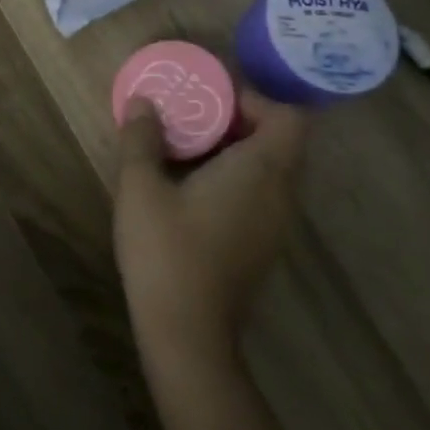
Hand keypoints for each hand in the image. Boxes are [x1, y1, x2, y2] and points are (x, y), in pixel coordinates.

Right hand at [113, 86, 307, 377]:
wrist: (187, 331)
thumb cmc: (165, 251)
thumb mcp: (140, 187)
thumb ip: (142, 138)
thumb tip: (141, 102)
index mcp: (261, 170)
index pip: (289, 116)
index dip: (255, 98)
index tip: (211, 100)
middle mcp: (282, 193)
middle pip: (281, 139)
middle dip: (238, 120)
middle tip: (191, 118)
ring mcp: (278, 223)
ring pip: (271, 168)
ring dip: (236, 150)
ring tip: (187, 149)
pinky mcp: (265, 245)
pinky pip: (263, 194)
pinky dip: (237, 178)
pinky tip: (192, 190)